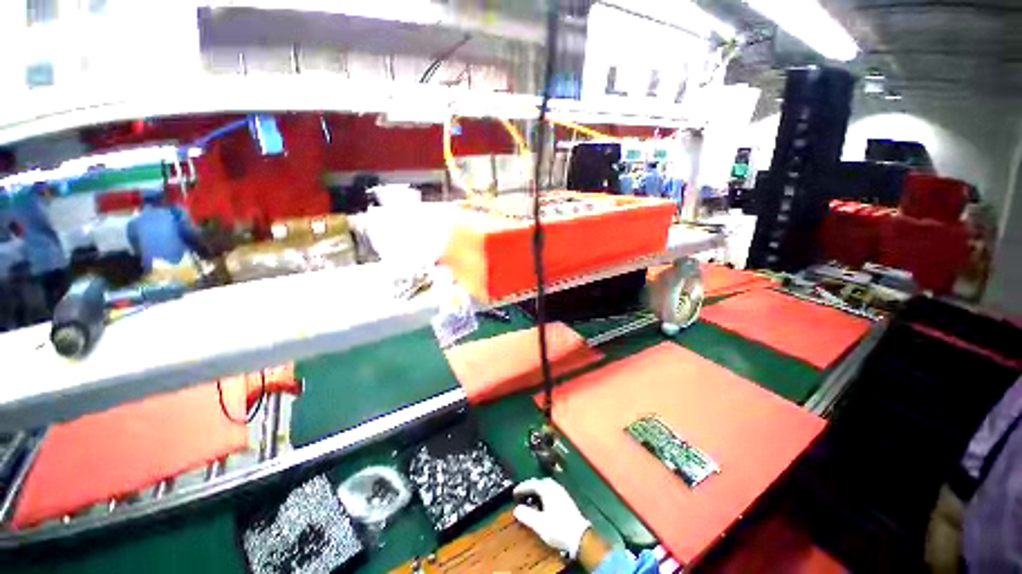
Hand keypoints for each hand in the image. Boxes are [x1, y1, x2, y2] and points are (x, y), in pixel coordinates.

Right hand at [513, 478, 590, 559]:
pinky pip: (552, 491)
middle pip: (541, 482)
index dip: (523, 487)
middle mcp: (555, 488)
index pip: (533, 483)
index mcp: (548, 490)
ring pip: (548, 486)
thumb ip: (527, 515)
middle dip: (531, 486)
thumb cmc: (558, 528)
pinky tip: (544, 504)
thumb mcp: (540, 524)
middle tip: (523, 493)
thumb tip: (516, 509)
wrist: (580, 537)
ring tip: (532, 498)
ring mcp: (562, 493)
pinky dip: (545, 494)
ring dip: (538, 490)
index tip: (514, 492)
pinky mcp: (567, 500)